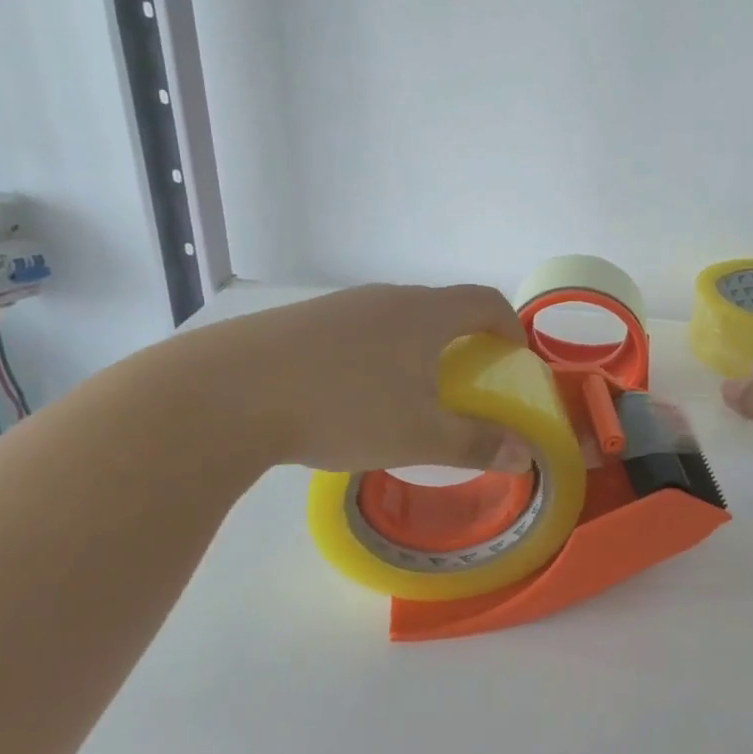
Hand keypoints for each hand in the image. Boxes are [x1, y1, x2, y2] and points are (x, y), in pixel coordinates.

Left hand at [159, 284, 532, 475]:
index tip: (514, 359)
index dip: (510, 326)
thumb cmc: (343, 407)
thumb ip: (477, 443)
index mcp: (425, 314)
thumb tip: (526, 455)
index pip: (485, 301)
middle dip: (464, 342)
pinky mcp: (300, 322)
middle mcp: (386, 298)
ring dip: (416, 350)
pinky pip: (357, 332)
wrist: (226, 393)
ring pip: (396, 321)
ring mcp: (339, 306)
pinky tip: (349, 396)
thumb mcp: (419, 436)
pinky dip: (374, 356)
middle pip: (441, 308)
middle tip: (465, 384)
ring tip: (407, 395)